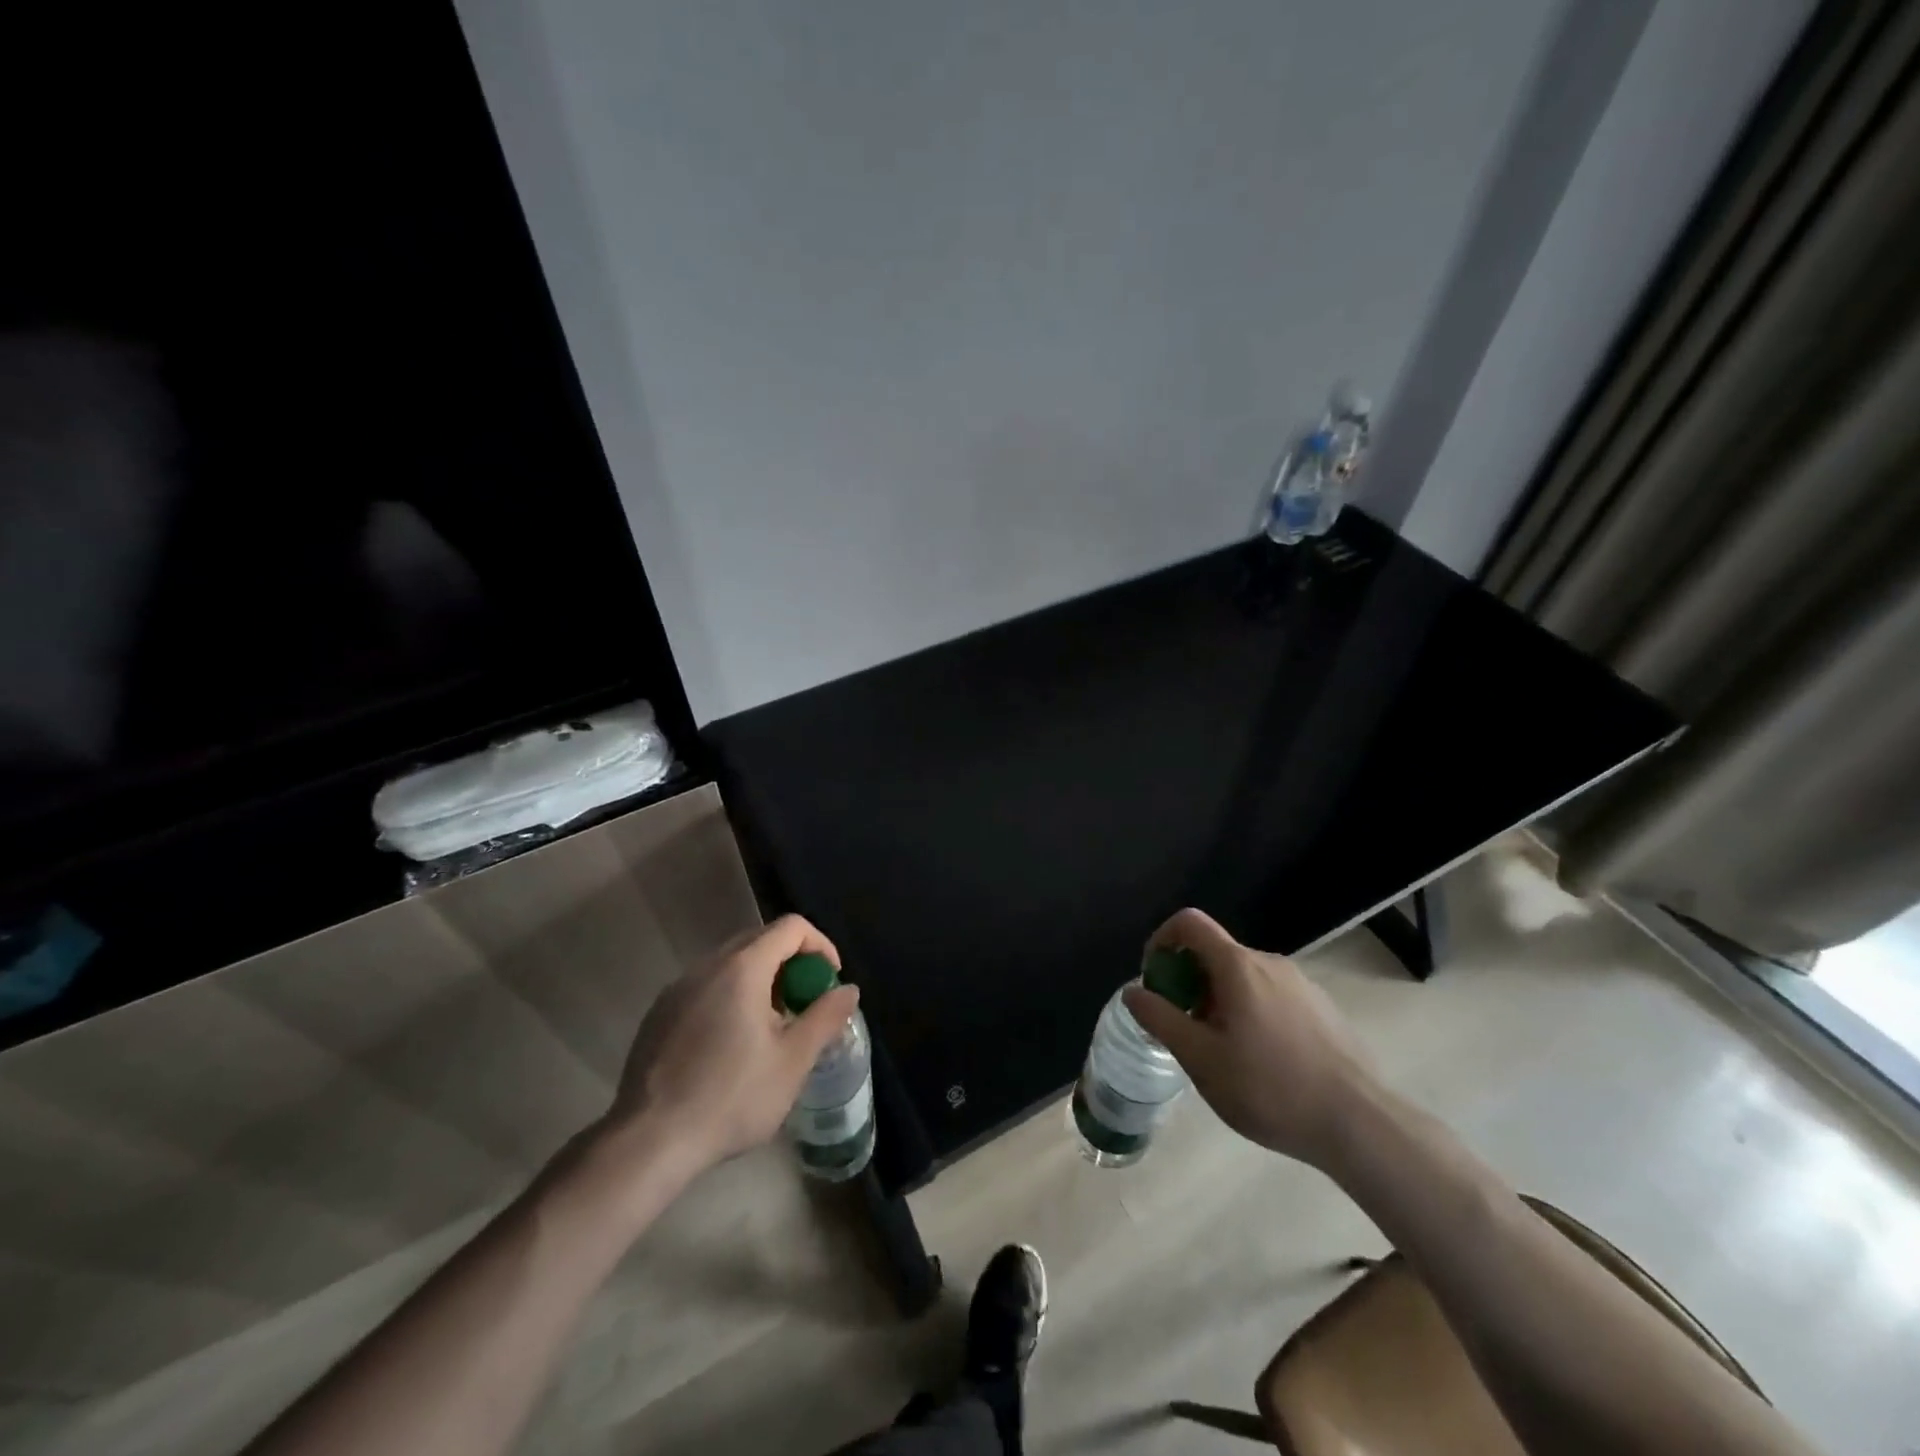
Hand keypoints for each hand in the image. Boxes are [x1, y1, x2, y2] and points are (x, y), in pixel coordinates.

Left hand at [598, 915, 860, 1177]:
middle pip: (759, 939)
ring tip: (772, 1027)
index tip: (830, 981)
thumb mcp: (792, 1061)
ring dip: (761, 980)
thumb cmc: (731, 1098)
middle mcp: (707, 966)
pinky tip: (732, 1044)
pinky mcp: (659, 1013)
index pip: (791, 927)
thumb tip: (849, 989)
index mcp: (742, 969)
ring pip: (730, 963)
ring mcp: (677, 989)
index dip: (820, 945)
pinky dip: (731, 996)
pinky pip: (706, 986)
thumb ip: (825, 1017)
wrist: (649, 1142)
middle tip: (805, 1003)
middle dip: (792, 962)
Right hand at [1123, 907, 1375, 1167]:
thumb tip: (1134, 991)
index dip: (1162, 940)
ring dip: (1219, 1001)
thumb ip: (1161, 1019)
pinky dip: (1250, 1013)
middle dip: (1189, 983)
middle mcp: (1270, 962)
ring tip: (1223, 1054)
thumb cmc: (1270, 1088)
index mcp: (1238, 966)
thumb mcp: (1201, 1059)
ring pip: (1243, 978)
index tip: (1155, 980)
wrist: (1361, 1124)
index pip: (1189, 922)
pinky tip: (1262, 1064)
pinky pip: (1271, 996)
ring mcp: (1301, 984)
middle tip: (1186, 1031)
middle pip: (1215, 953)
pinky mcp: (1322, 1008)